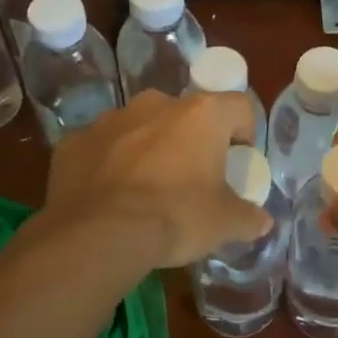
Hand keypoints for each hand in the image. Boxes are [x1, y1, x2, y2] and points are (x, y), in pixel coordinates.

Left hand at [42, 90, 270, 268]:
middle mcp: (157, 104)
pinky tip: (108, 196)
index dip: (244, 131)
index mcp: (201, 115)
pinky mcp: (75, 140)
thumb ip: (248, 218)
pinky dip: (108, 163)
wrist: (99, 234)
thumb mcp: (224, 224)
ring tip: (145, 188)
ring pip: (140, 126)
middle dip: (190, 139)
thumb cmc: (176, 217)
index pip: (238, 106)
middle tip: (190, 177)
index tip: (238, 159)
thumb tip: (262, 222)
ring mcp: (111, 119)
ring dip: (147, 147)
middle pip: (185, 114)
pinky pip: (101, 147)